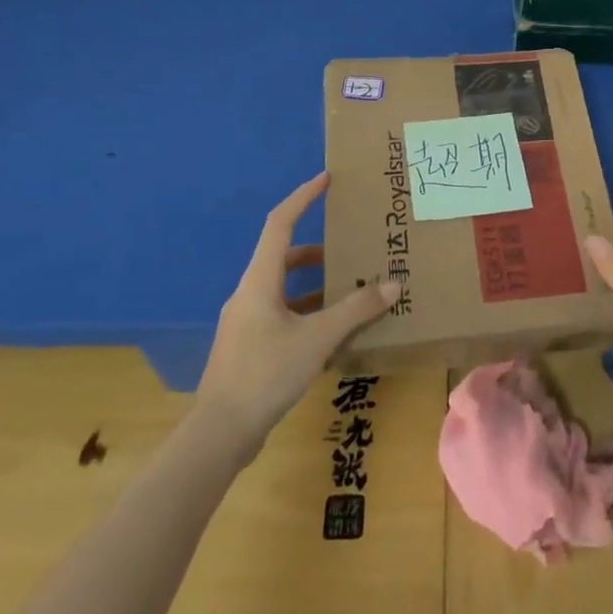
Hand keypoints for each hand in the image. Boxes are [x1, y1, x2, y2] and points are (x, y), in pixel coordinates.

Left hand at [196, 172, 396, 451]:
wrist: (219, 434)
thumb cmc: (266, 373)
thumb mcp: (317, 339)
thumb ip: (355, 310)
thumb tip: (392, 284)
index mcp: (259, 281)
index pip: (280, 223)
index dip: (303, 197)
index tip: (326, 179)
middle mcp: (249, 294)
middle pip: (283, 256)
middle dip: (316, 248)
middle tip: (348, 246)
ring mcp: (246, 322)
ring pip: (283, 288)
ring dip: (313, 284)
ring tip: (348, 289)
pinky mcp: (248, 346)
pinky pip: (281, 314)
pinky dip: (306, 311)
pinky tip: (331, 331)